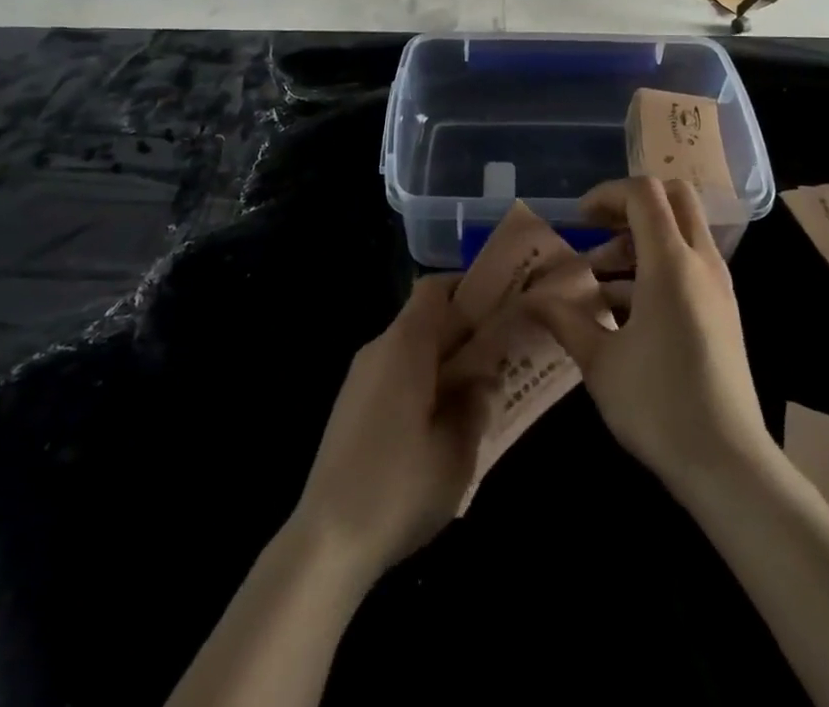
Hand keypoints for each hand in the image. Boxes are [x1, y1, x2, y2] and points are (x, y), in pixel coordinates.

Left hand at [293, 274, 488, 582]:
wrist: (325, 542)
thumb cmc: (399, 486)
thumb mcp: (456, 450)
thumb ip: (476, 404)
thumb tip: (483, 380)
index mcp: (405, 344)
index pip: (435, 288)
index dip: (468, 287)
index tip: (500, 304)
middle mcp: (379, 349)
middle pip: (425, 319)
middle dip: (464, 332)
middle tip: (503, 356)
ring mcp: (360, 379)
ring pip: (411, 351)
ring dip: (444, 363)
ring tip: (479, 395)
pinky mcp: (351, 409)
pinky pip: (395, 377)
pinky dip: (422, 385)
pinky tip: (441, 427)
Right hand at [525, 178, 773, 499]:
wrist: (729, 464)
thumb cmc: (658, 405)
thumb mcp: (599, 361)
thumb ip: (564, 319)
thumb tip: (531, 298)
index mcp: (671, 263)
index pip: (644, 193)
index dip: (607, 194)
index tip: (579, 221)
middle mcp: (701, 262)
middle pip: (674, 197)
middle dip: (631, 204)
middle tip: (597, 230)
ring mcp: (718, 286)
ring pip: (682, 231)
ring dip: (641, 240)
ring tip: (598, 281)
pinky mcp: (723, 311)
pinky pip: (690, 264)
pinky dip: (657, 267)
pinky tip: (623, 311)